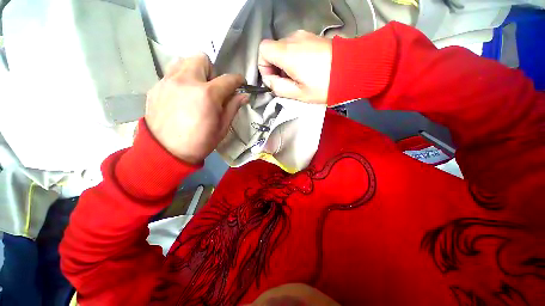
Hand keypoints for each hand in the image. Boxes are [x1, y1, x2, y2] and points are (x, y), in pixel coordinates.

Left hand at [145, 54, 247, 163]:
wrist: (166, 152)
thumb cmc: (200, 142)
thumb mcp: (222, 128)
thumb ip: (233, 108)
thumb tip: (244, 96)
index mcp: (207, 94)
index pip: (228, 79)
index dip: (238, 80)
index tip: (240, 84)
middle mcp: (186, 81)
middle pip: (202, 59)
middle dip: (212, 72)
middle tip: (212, 88)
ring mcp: (168, 81)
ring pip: (183, 61)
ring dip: (194, 71)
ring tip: (195, 88)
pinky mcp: (156, 87)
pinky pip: (171, 73)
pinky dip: (180, 80)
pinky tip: (181, 97)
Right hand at [258, 30, 331, 103]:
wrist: (352, 70)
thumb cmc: (324, 85)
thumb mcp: (298, 93)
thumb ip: (278, 87)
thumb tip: (269, 80)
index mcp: (287, 53)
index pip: (263, 50)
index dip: (263, 65)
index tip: (273, 78)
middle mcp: (293, 39)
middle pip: (273, 49)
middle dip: (275, 66)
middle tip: (287, 81)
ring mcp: (304, 36)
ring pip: (284, 48)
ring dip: (285, 63)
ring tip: (298, 76)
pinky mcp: (313, 37)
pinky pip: (295, 45)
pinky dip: (294, 57)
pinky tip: (306, 68)